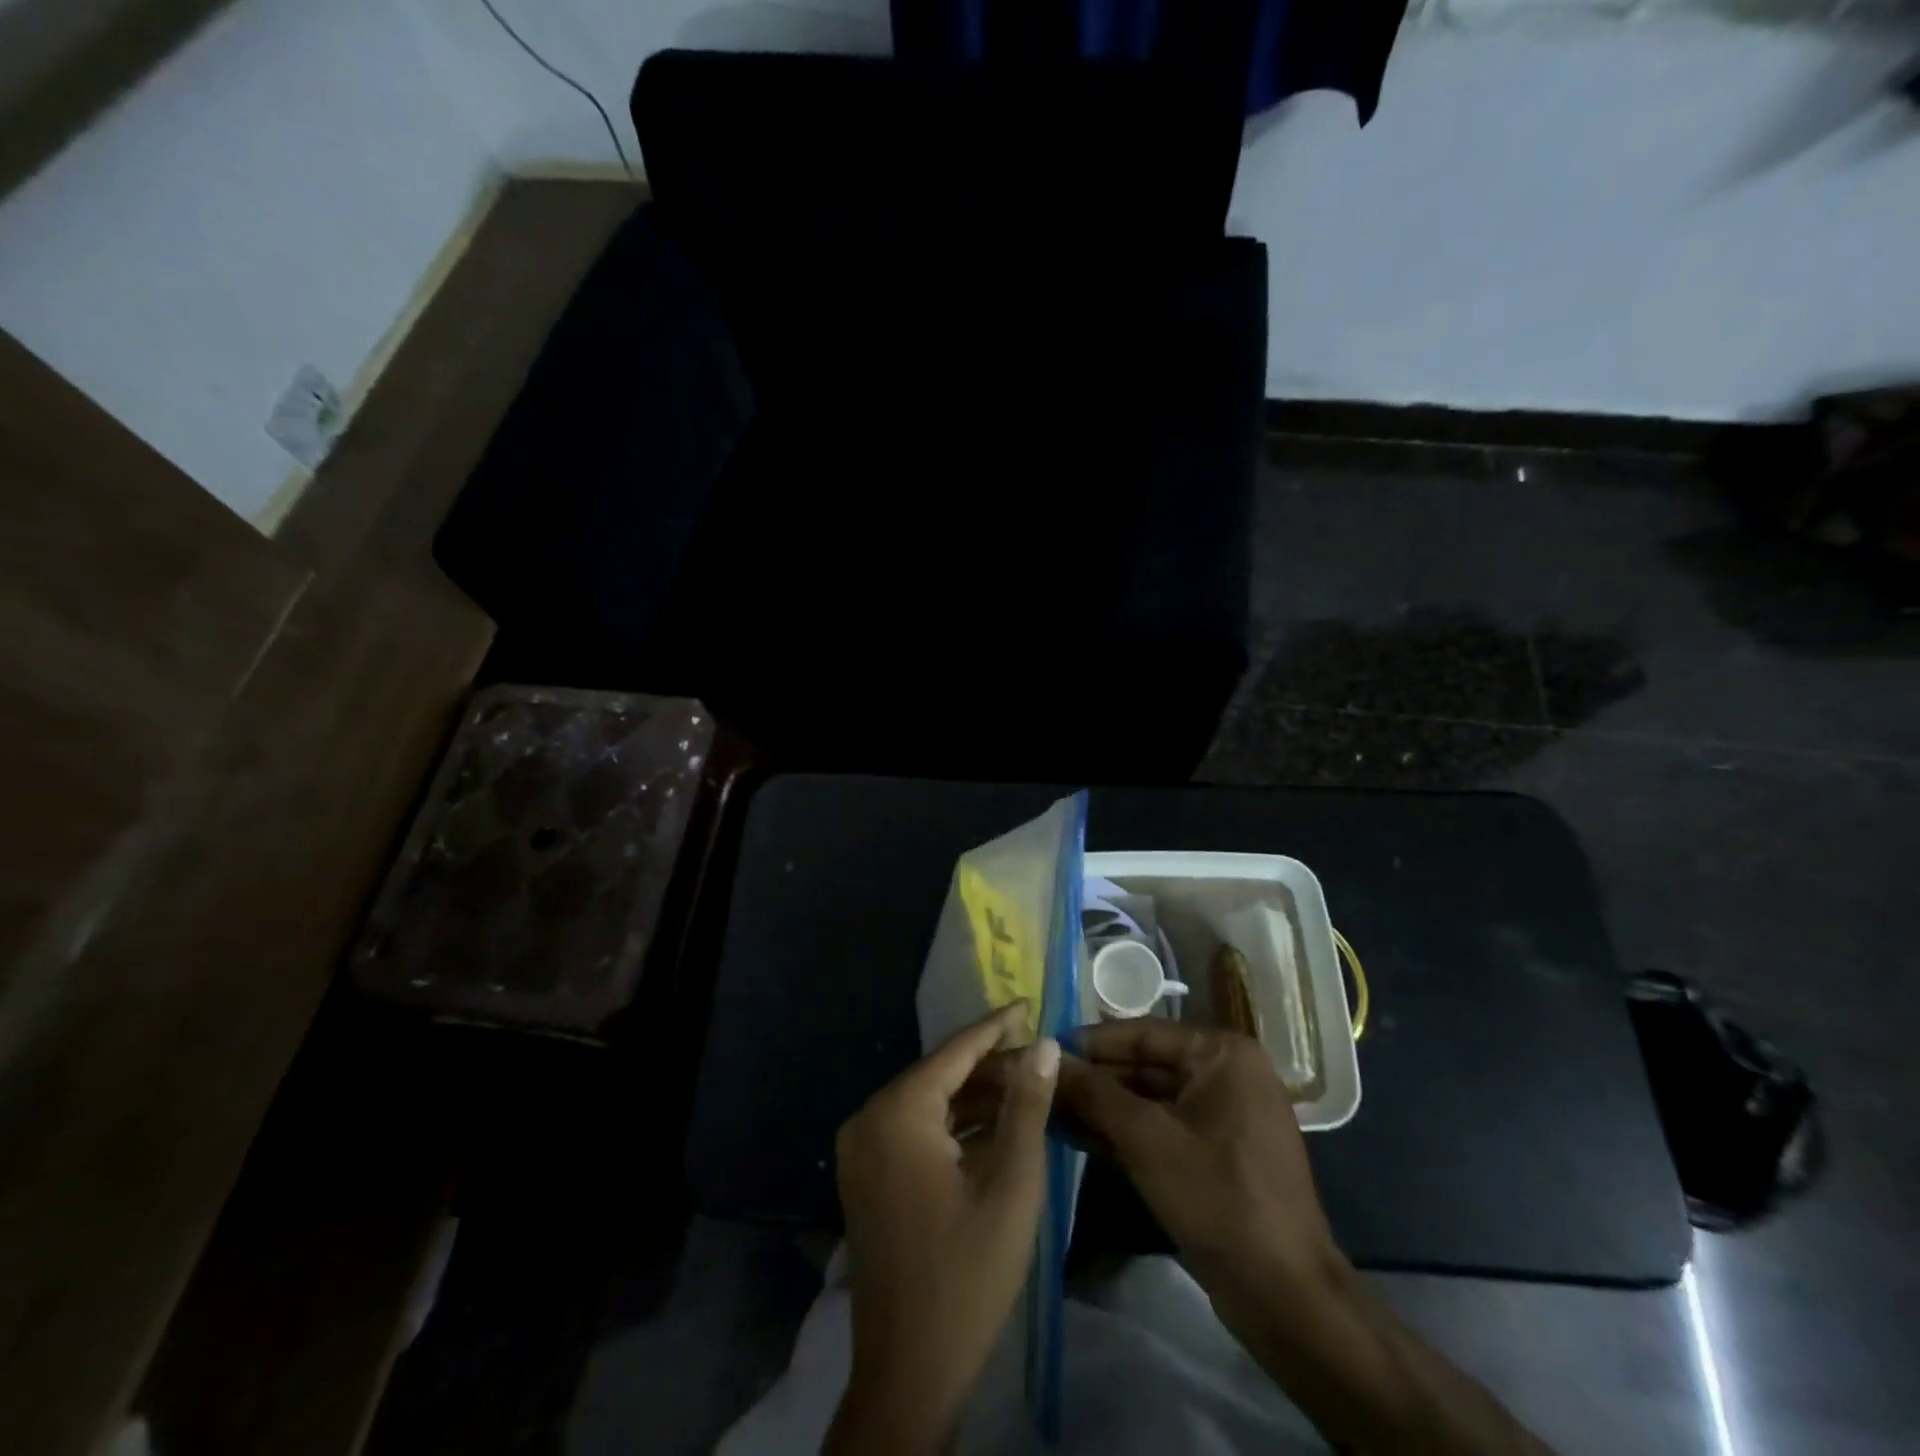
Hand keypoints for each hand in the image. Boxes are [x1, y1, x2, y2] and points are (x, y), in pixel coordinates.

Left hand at [826, 1003, 1060, 1453]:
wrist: (909, 1373)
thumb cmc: (968, 1274)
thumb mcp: (1011, 1183)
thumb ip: (1027, 1105)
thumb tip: (1043, 1044)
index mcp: (897, 1112)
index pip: (954, 1051)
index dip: (996, 1026)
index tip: (1029, 1003)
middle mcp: (869, 1119)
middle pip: (939, 1075)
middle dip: (990, 1065)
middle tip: (1039, 1055)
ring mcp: (862, 1150)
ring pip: (928, 1103)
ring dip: (975, 1096)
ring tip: (1026, 1085)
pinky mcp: (867, 1176)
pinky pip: (915, 1130)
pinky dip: (954, 1125)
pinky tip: (994, 1125)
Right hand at [1060, 1023, 1550, 1453]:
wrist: (1285, 1297)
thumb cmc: (1218, 1198)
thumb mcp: (1146, 1138)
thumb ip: (1094, 1093)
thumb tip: (1046, 1057)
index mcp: (1222, 1054)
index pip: (1142, 1033)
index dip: (1091, 1042)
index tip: (1042, 1048)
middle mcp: (1226, 1073)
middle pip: (1145, 1066)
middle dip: (1094, 1079)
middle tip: (1040, 1084)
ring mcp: (1224, 1115)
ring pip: (1150, 1100)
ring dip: (1103, 1107)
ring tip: (1048, 1108)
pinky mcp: (1217, 1154)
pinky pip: (1163, 1128)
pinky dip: (1125, 1133)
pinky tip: (1078, 1136)